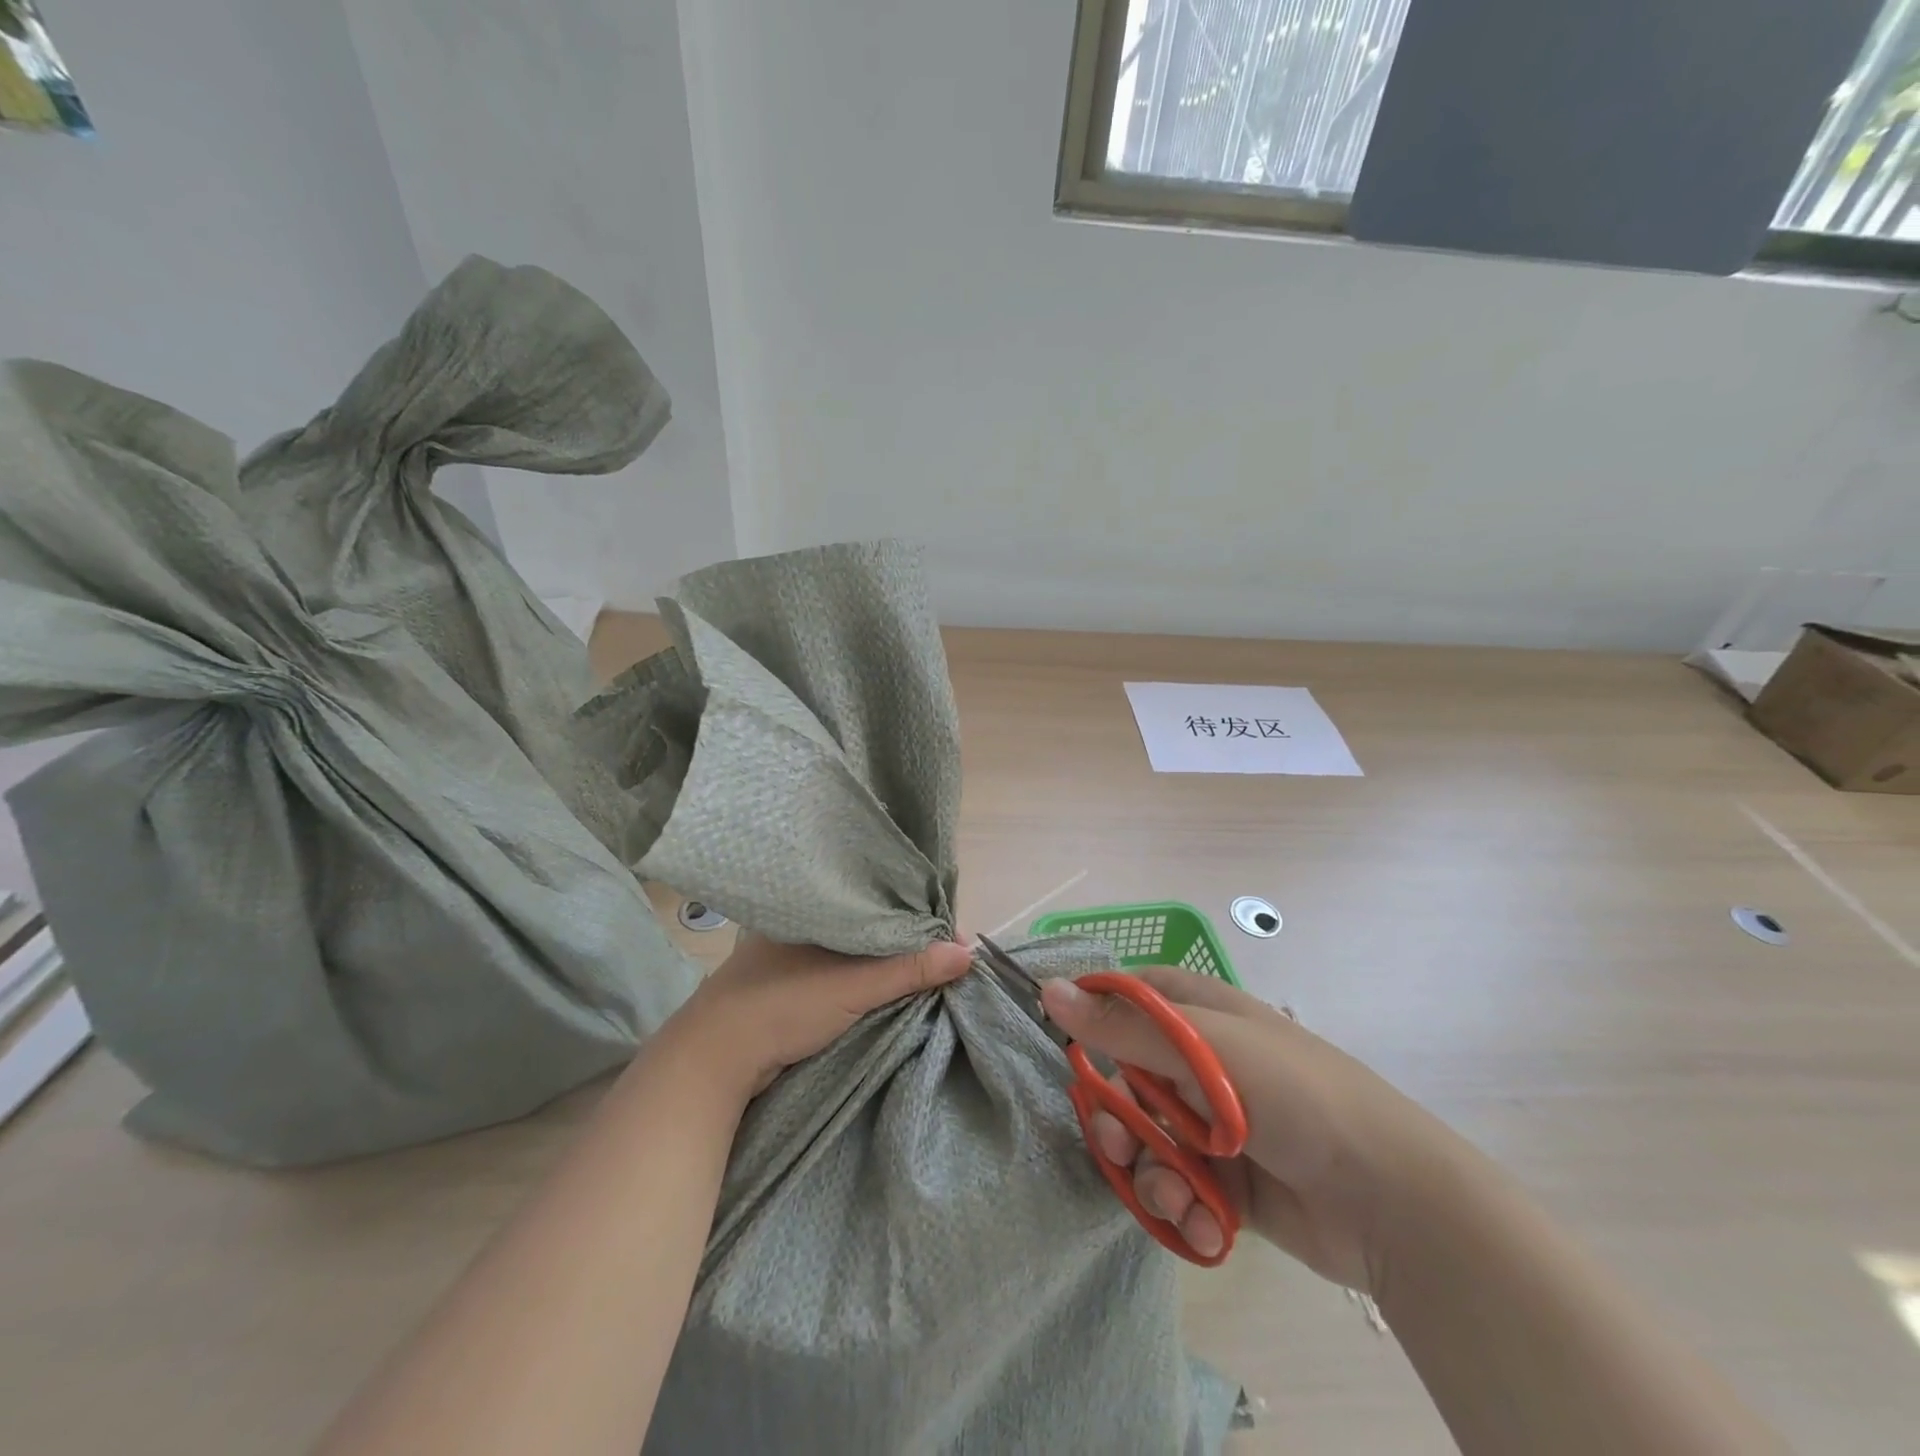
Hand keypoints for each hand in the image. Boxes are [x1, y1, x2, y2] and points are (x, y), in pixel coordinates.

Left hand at [667, 934, 973, 1101]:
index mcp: (812, 905)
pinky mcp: (788, 985)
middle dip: (906, 941)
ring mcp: (791, 955)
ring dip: (885, 963)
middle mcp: (803, 923)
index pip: (878, 900)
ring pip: (854, 951)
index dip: (917, 918)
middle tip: (944, 958)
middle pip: (870, 925)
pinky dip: (864, 979)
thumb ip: (910, 969)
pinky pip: (840, 972)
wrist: (713, 1059)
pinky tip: (887, 986)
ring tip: (926, 971)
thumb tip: (968, 953)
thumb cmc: (783, 1005)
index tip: (949, 939)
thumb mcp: (855, 986)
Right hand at [1041, 967, 1465, 1295]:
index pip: (1127, 998)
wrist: (1391, 1201)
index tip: (1068, 1048)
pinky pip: (1177, 1188)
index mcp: (1200, 1014)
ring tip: (1180, 1197)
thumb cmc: (1296, 1096)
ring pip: (1145, 1140)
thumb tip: (1047, 990)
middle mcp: (1201, 1064)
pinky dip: (1184, 1209)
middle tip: (1119, 1144)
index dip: (1094, 1019)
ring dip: (1151, 1173)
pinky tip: (1207, 1227)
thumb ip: (1123, 1026)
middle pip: (1123, 1079)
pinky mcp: (1225, 1182)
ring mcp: (1212, 1124)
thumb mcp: (1206, 1051)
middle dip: (1117, 1118)